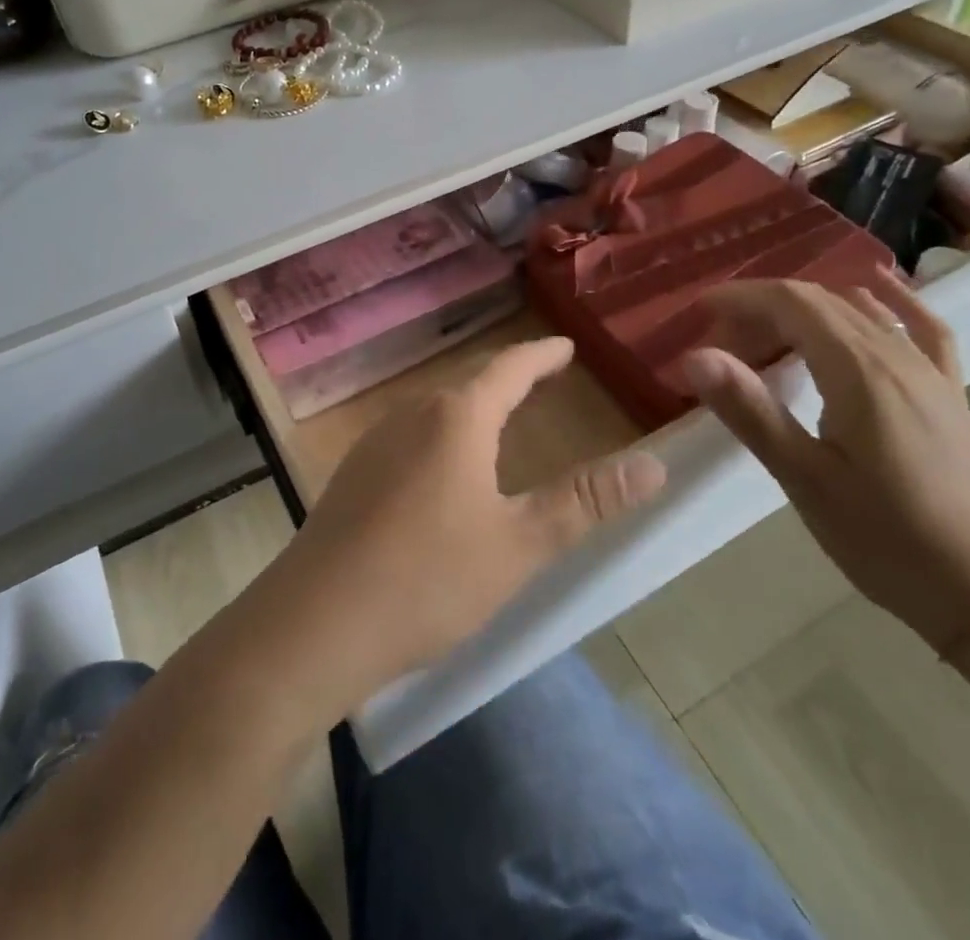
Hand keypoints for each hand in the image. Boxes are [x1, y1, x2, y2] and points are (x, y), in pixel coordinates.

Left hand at [266, 337, 665, 704]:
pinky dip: (443, 436)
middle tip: (541, 378)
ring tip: (499, 418)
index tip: (565, 347)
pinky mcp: (353, 475)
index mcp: (455, 418)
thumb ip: (585, 502)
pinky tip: (442, 469)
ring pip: (436, 411)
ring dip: (472, 408)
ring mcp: (375, 443)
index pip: (508, 369)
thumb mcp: (519, 545)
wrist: (316, 623)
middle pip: (469, 385)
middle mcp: (412, 415)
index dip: (541, 356)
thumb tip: (653, 465)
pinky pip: (410, 437)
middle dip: (509, 380)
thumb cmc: (428, 578)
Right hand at [682, 270, 969, 652]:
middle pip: (821, 302)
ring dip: (806, 312)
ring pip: (859, 312)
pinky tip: (878, 287)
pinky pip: (921, 328)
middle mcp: (896, 355)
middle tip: (723, 346)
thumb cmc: (889, 539)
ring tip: (767, 340)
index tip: (699, 311)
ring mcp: (928, 372)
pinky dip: (892, 301)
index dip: (741, 297)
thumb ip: (750, 410)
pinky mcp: (947, 392)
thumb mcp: (805, 478)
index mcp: (858, 371)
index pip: (791, 303)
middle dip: (763, 310)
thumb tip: (696, 355)